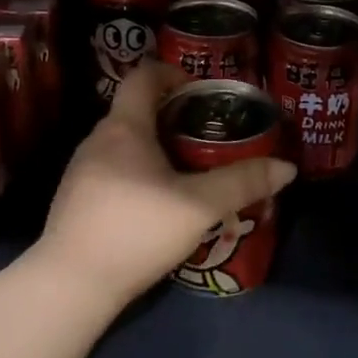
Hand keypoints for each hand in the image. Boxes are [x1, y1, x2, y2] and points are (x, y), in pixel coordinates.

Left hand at [38, 62, 295, 302]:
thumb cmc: (136, 230)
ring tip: (187, 169)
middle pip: (136, 110)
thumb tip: (287, 167)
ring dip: (155, 146)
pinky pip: (112, 169)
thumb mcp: (199, 207)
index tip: (200, 89)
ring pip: (124, 143)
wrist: (70, 285)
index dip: (172, 72)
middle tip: (206, 133)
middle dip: (172, 115)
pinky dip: (138, 171)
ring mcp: (81, 171)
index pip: (143, 77)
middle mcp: (97, 140)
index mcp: (124, 128)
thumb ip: (242, 183)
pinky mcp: (75, 200)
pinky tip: (156, 203)